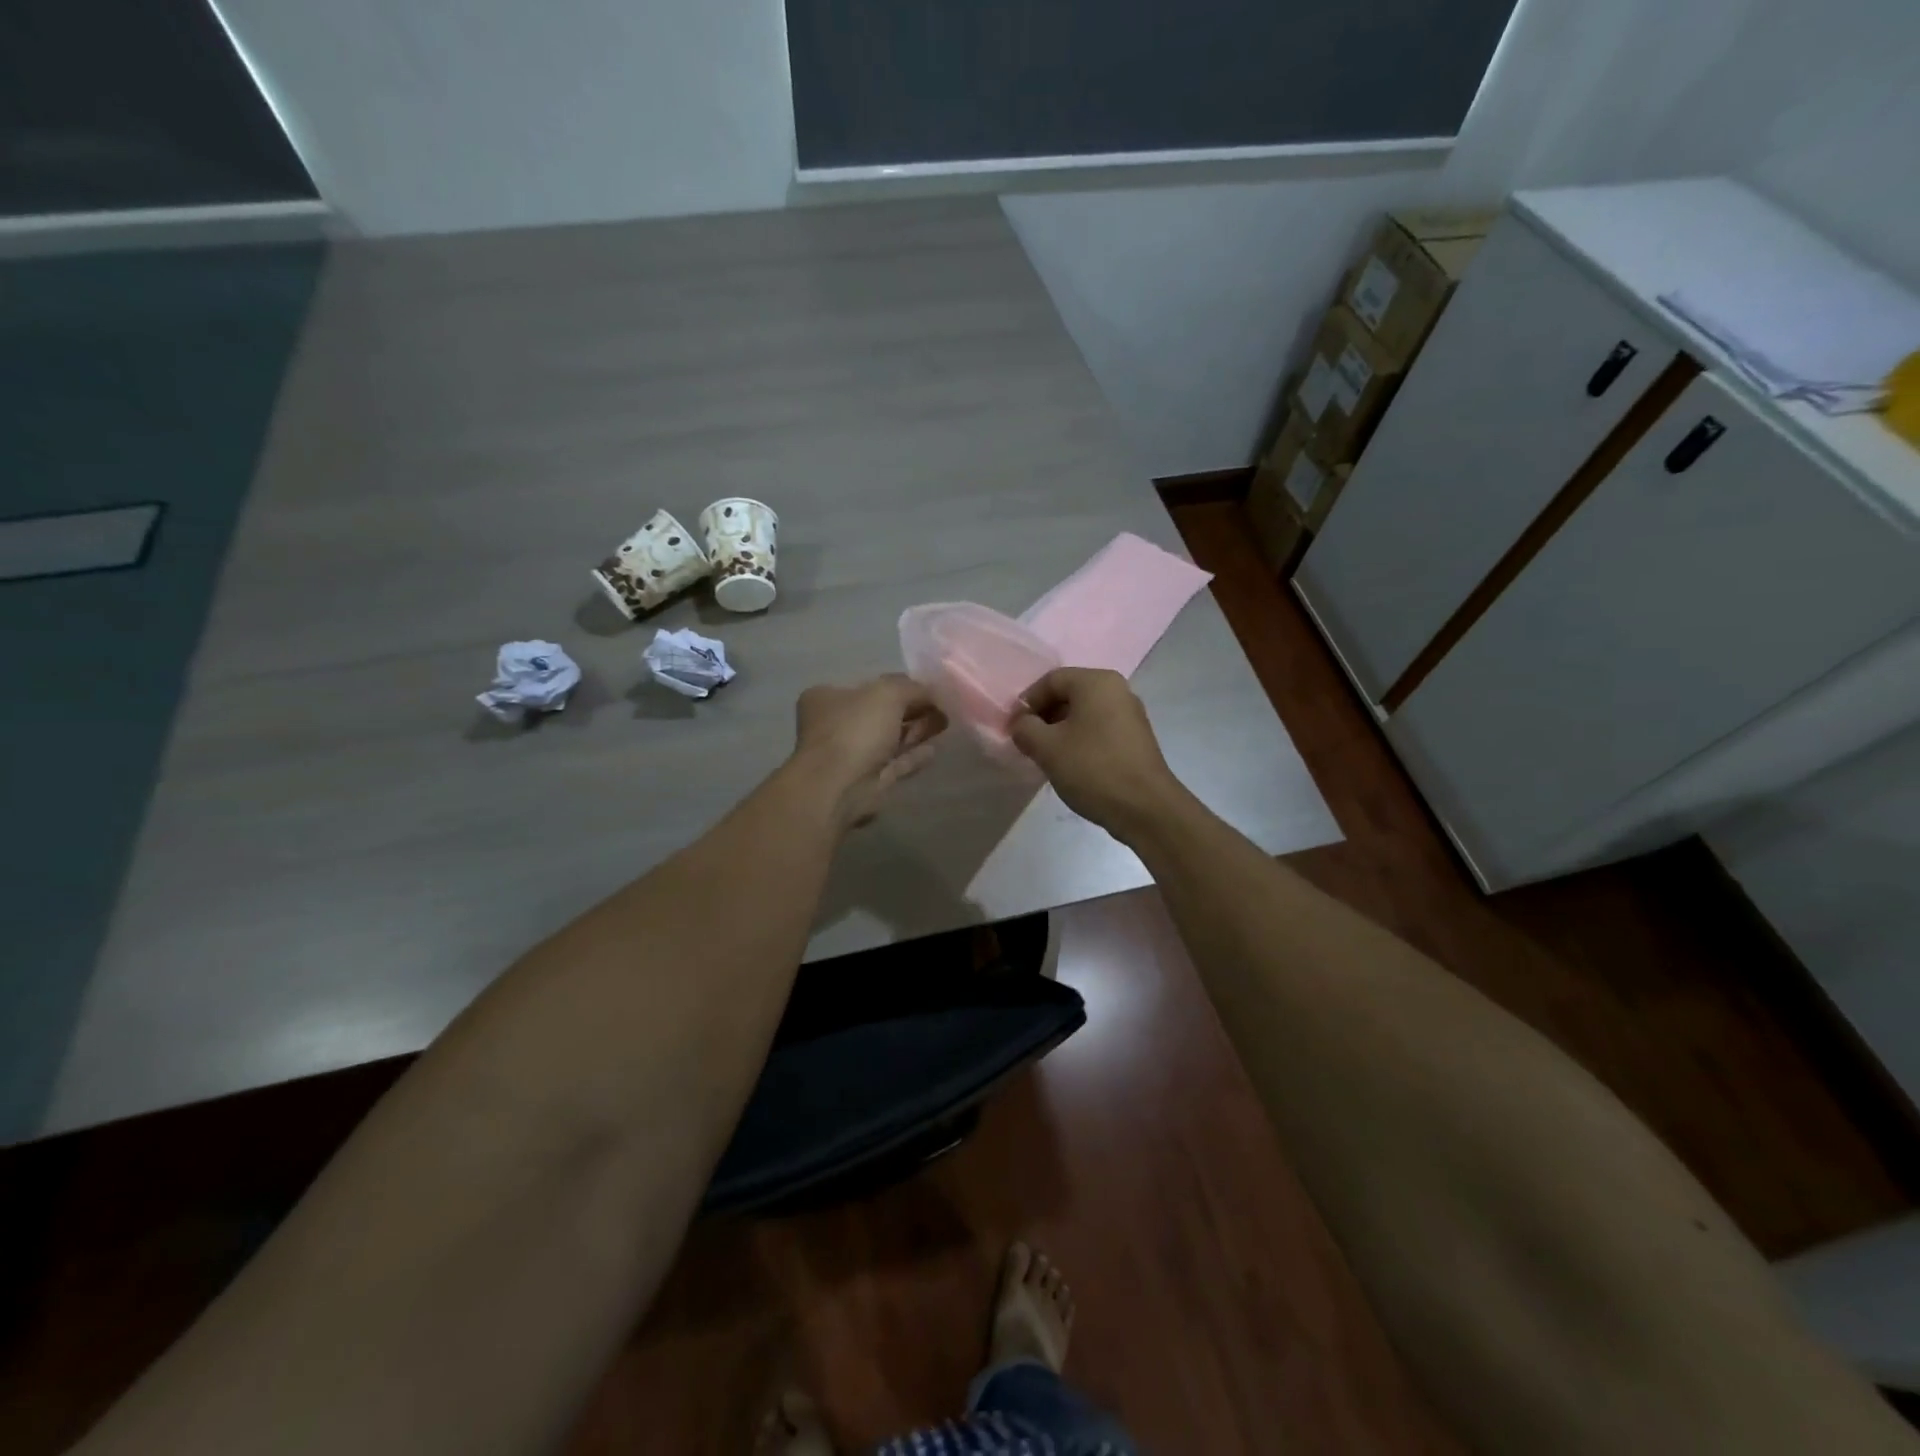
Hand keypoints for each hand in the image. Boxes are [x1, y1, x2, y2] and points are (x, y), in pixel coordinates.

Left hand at [792, 674, 946, 827]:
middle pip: (881, 713)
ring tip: (945, 724)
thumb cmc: (855, 730)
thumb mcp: (887, 693)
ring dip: (916, 731)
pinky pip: (894, 764)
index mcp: (828, 697)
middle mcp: (836, 725)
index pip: (870, 685)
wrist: (838, 787)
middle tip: (943, 708)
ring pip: (889, 739)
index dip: (901, 685)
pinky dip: (912, 756)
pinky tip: (933, 751)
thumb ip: (913, 688)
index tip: (930, 689)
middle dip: (913, 709)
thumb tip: (933, 693)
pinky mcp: (865, 781)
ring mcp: (850, 755)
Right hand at [1008, 668, 1185, 837]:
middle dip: (1043, 717)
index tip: (1014, 729)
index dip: (1027, 702)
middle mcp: (1117, 690)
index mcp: (1097, 682)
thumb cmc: (1092, 769)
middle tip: (1027, 743)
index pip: (1051, 680)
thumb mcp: (1047, 747)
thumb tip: (1022, 725)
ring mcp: (1130, 715)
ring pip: (1083, 714)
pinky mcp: (1136, 739)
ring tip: (1046, 757)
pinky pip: (1099, 730)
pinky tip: (1070, 765)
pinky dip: (1079, 741)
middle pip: (1069, 694)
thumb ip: (1025, 729)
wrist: (1145, 808)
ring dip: (1060, 731)